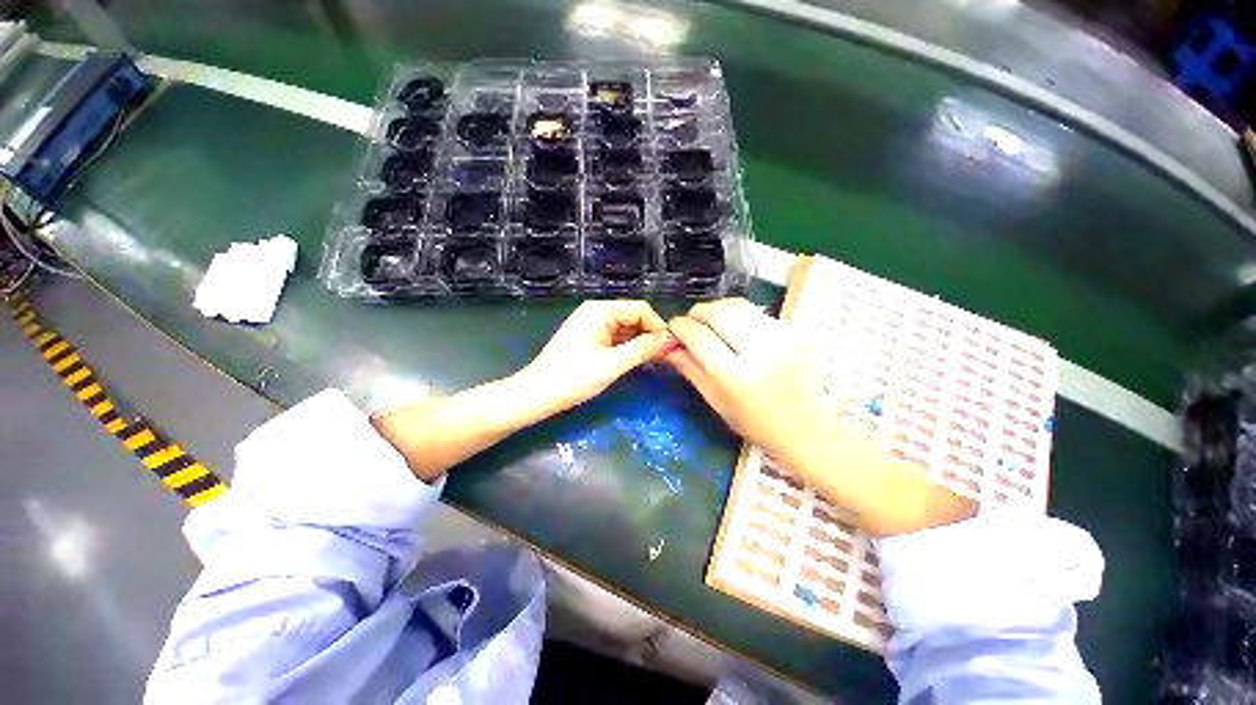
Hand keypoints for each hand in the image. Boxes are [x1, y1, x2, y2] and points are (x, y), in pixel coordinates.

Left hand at [516, 300, 674, 416]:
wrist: (537, 396)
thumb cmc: (572, 378)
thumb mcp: (612, 364)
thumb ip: (643, 349)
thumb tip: (671, 339)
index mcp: (600, 310)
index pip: (640, 309)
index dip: (658, 326)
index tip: (673, 348)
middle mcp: (597, 313)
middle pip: (634, 318)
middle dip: (651, 336)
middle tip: (669, 358)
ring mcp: (594, 327)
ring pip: (627, 331)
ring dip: (642, 344)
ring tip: (659, 362)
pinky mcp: (591, 341)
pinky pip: (618, 340)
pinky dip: (630, 349)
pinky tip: (641, 362)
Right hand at [664, 298, 830, 461]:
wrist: (810, 430)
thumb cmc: (757, 424)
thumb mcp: (717, 402)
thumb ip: (691, 370)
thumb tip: (669, 347)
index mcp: (734, 376)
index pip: (697, 335)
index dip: (679, 326)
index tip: (674, 327)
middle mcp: (758, 351)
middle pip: (717, 312)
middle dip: (697, 312)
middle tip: (692, 323)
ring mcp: (780, 338)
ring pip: (738, 305)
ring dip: (717, 309)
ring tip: (712, 323)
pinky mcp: (793, 332)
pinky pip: (757, 312)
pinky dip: (739, 314)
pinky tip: (737, 329)